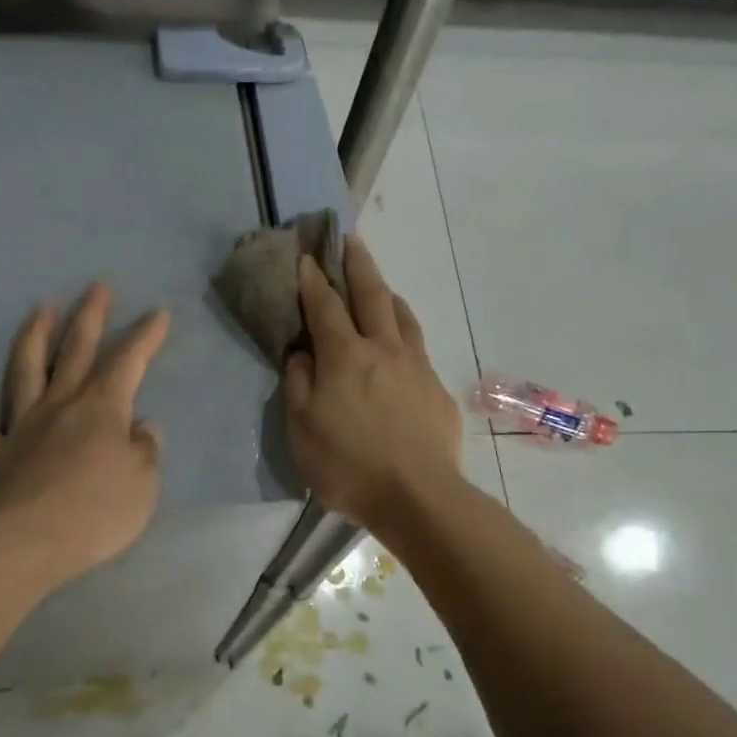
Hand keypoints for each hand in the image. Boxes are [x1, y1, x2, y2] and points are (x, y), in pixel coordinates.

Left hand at [0, 284, 169, 586]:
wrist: (28, 543)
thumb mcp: (143, 484)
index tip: (158, 312)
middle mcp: (60, 405)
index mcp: (101, 409)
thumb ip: (145, 450)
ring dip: (33, 338)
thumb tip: (142, 427)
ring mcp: (21, 427)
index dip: (145, 336)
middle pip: (75, 351)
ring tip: (39, 309)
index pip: (128, 361)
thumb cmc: (97, 512)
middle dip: (89, 317)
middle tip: (96, 286)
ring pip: (25, 372)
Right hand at [284, 237, 462, 528]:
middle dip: (357, 264)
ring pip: (402, 316)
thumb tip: (302, 353)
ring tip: (379, 284)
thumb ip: (299, 384)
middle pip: (371, 295)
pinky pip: (418, 347)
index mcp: (345, 356)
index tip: (306, 256)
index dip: (312, 280)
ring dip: (387, 293)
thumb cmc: (348, 466)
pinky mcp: (437, 389)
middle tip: (350, 239)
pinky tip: (402, 344)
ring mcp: (416, 366)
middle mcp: (383, 349)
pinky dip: (405, 332)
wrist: (418, 497)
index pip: (324, 306)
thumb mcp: (302, 430)